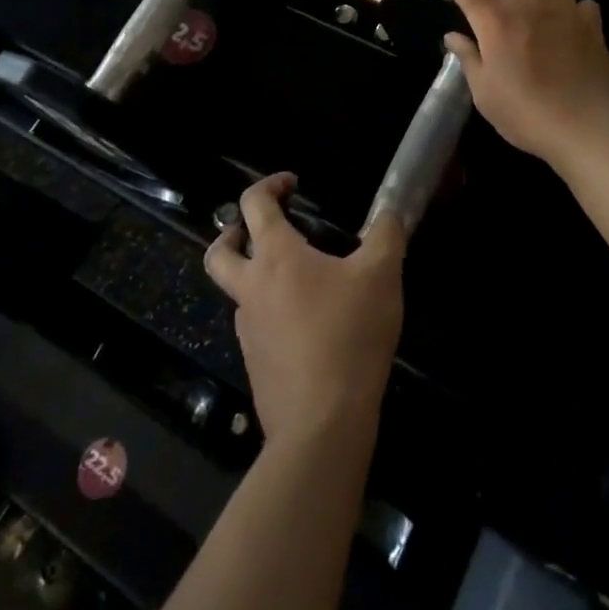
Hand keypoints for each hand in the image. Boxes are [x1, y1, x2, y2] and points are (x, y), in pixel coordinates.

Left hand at [204, 174, 405, 448]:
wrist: (322, 425)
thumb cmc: (348, 335)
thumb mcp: (381, 275)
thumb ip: (386, 234)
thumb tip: (389, 212)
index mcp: (276, 257)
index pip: (254, 204)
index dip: (269, 185)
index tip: (293, 184)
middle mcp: (252, 288)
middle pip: (219, 252)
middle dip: (232, 233)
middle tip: (259, 231)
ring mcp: (248, 330)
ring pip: (239, 293)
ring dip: (257, 278)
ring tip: (300, 283)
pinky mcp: (256, 365)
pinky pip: (257, 328)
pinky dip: (272, 315)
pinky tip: (308, 328)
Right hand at [412, 0, 608, 174]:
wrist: (591, 130)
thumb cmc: (528, 115)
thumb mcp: (486, 95)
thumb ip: (469, 59)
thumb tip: (454, 37)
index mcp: (494, 19)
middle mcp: (528, 2)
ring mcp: (565, 9)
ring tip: (540, 6)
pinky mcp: (593, 24)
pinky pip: (582, 3)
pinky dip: (574, 12)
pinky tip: (570, 31)